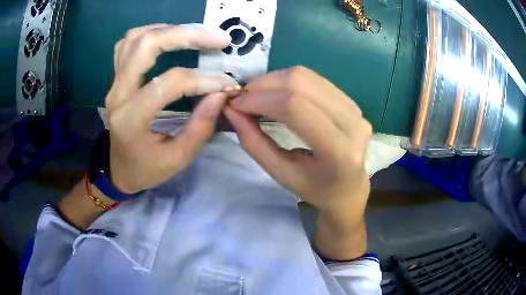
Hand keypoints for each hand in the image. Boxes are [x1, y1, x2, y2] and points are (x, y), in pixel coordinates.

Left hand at [105, 24, 236, 192]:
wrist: (118, 170)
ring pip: (135, 38)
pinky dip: (150, 34)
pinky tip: (169, 38)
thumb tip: (221, 93)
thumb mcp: (177, 159)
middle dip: (187, 34)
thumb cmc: (146, 169)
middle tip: (219, 38)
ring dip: (169, 30)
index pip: (170, 83)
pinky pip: (127, 44)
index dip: (204, 79)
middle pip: (146, 45)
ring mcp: (114, 83)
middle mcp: (118, 94)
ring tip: (196, 34)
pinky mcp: (115, 79)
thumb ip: (201, 127)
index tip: (228, 83)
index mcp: (131, 119)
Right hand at [224, 66, 371, 222]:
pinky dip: (287, 81)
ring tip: (256, 95)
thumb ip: (254, 142)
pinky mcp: (351, 101)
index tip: (236, 104)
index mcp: (339, 151)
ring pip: (306, 76)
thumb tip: (232, 110)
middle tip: (243, 97)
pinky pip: (314, 79)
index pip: (295, 108)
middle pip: (301, 84)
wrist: (348, 188)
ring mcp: (355, 109)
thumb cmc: (315, 188)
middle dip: (263, 85)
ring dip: (273, 80)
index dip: (260, 99)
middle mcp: (353, 123)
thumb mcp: (281, 174)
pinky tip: (276, 93)